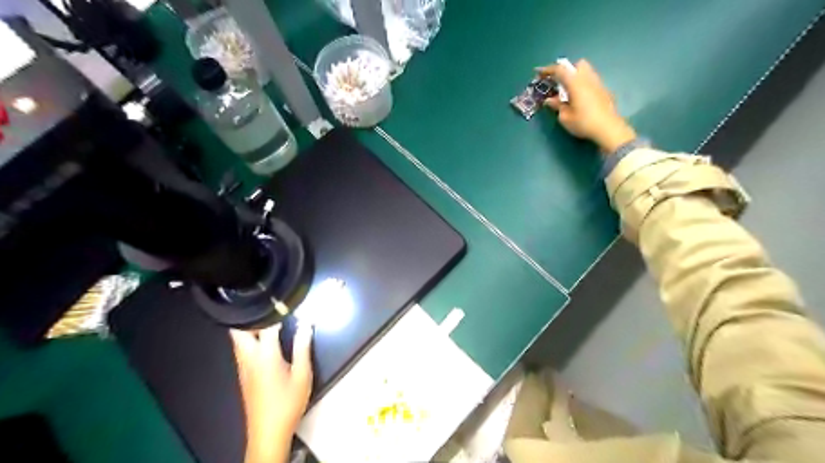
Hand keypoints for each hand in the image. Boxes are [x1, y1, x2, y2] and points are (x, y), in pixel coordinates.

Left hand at [229, 322, 314, 461]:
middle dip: (251, 316)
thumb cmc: (287, 402)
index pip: (265, 325)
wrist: (267, 432)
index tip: (285, 300)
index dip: (275, 310)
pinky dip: (249, 339)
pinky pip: (241, 349)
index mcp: (264, 355)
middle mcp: (248, 357)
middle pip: (239, 330)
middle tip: (270, 310)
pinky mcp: (243, 375)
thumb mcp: (302, 374)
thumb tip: (306, 324)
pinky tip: (264, 341)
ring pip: (238, 340)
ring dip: (249, 328)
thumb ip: (303, 346)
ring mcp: (242, 367)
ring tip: (269, 321)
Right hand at [539, 57, 633, 152]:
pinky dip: (583, 84)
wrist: (608, 129)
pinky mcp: (604, 91)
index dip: (548, 70)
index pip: (560, 70)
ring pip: (586, 71)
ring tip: (569, 91)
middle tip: (559, 82)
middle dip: (567, 70)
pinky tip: (580, 98)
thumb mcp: (565, 117)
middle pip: (577, 65)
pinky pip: (591, 81)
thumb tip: (550, 100)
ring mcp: (598, 83)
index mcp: (576, 83)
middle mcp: (588, 78)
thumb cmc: (584, 122)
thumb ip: (557, 106)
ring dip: (576, 77)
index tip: (539, 73)